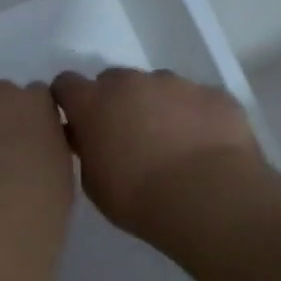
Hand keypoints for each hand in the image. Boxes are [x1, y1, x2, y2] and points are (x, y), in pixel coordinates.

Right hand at [52, 68, 273, 242]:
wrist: (208, 199)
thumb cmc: (139, 198)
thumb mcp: (94, 183)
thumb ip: (87, 151)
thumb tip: (89, 138)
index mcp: (93, 103)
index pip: (66, 84)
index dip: (70, 101)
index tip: (76, 122)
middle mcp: (131, 83)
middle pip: (113, 80)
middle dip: (114, 102)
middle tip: (125, 136)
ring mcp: (176, 83)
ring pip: (157, 86)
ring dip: (155, 106)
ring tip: (170, 143)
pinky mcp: (214, 94)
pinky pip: (196, 100)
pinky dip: (194, 116)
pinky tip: (203, 146)